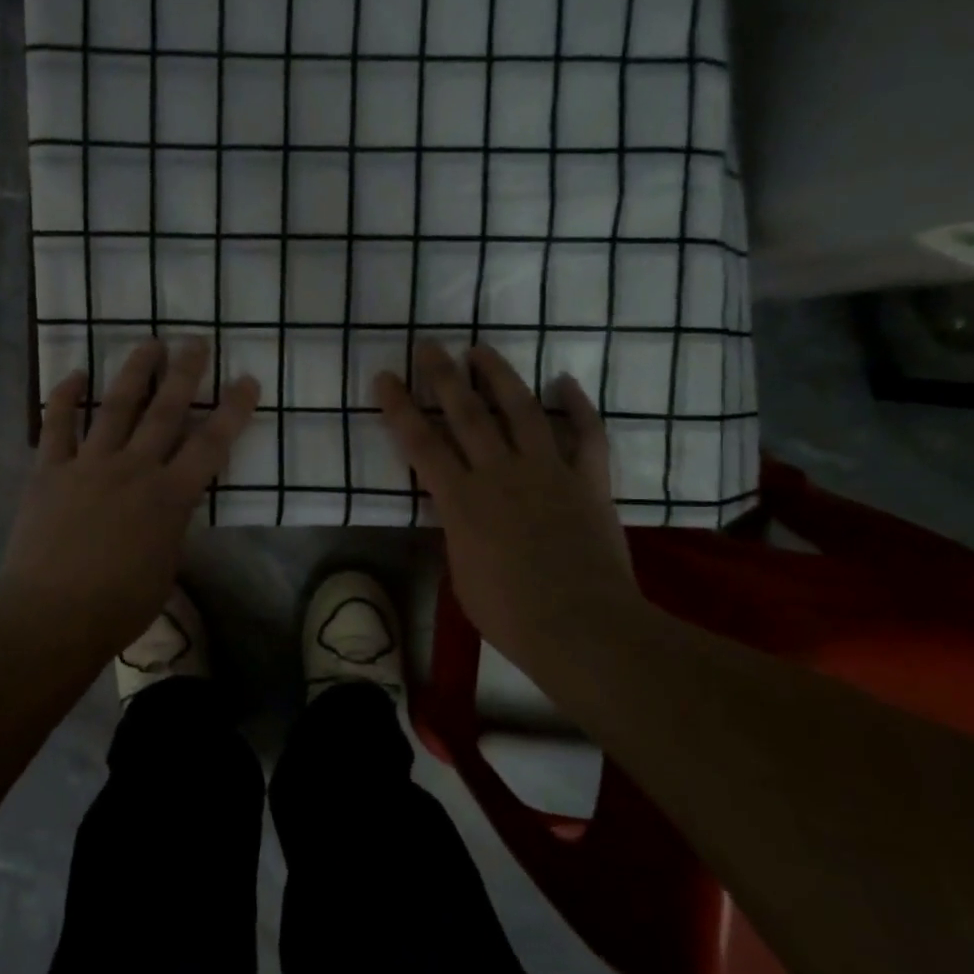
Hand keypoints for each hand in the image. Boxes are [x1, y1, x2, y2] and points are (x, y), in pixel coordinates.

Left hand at [0, 337, 259, 655]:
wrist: (50, 615)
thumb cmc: (118, 605)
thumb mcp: (165, 567)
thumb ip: (172, 527)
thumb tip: (170, 506)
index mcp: (170, 497)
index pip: (211, 444)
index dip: (233, 410)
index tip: (247, 380)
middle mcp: (134, 469)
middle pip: (165, 411)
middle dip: (184, 373)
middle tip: (195, 341)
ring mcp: (89, 465)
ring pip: (116, 407)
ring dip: (135, 372)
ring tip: (149, 343)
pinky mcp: (50, 470)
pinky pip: (56, 425)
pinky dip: (65, 397)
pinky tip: (76, 373)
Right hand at [374, 341, 640, 660]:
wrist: (583, 628)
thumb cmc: (510, 614)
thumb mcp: (461, 574)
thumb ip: (456, 532)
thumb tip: (458, 512)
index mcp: (461, 500)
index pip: (420, 443)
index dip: (399, 407)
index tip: (385, 377)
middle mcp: (500, 473)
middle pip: (466, 413)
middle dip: (443, 376)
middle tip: (429, 345)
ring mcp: (547, 472)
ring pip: (521, 410)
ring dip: (499, 376)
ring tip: (481, 350)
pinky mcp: (588, 481)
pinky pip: (587, 435)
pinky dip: (578, 406)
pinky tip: (565, 381)